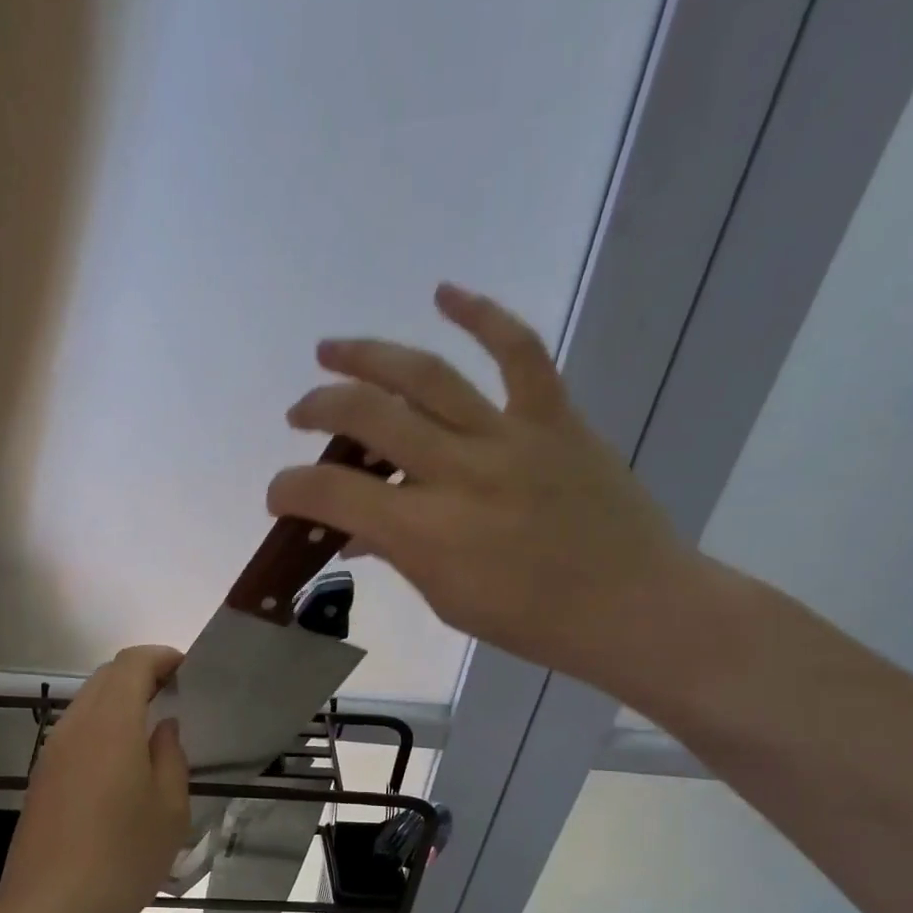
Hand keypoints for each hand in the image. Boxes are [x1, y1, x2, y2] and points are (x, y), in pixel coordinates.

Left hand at [0, 646, 190, 912]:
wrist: (50, 909)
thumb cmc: (122, 857)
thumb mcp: (170, 810)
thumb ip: (171, 756)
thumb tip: (164, 727)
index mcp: (110, 723)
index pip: (132, 663)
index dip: (161, 657)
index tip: (188, 671)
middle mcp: (75, 725)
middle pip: (106, 676)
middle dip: (142, 674)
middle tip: (176, 696)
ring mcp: (53, 750)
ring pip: (88, 702)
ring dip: (120, 700)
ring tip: (152, 727)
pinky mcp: (42, 776)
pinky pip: (76, 730)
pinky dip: (103, 726)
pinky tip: (122, 761)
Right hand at [268, 282, 697, 695]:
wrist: (634, 606)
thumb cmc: (531, 620)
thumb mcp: (445, 597)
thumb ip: (395, 552)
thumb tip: (355, 530)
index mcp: (427, 531)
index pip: (332, 493)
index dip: (289, 488)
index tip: (279, 493)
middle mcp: (459, 472)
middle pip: (369, 417)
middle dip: (319, 408)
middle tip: (299, 414)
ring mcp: (509, 437)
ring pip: (427, 376)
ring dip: (368, 356)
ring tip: (332, 349)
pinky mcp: (553, 418)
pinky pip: (518, 352)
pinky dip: (482, 315)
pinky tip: (444, 291)